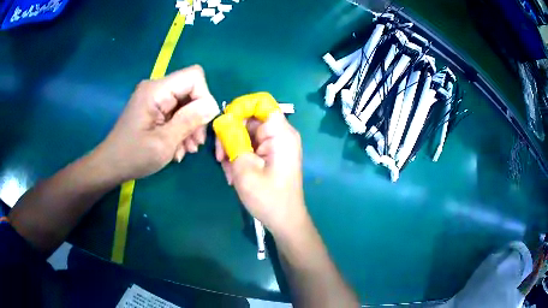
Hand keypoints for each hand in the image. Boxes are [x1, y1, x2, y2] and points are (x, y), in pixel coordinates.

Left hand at [96, 65, 219, 180]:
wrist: (111, 166)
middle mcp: (156, 88)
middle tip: (195, 144)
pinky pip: (175, 112)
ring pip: (185, 103)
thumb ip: (189, 121)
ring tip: (186, 150)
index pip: (194, 77)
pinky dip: (180, 129)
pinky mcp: (153, 108)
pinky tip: (177, 148)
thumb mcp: (164, 142)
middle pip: (190, 91)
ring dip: (189, 126)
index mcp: (156, 90)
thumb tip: (213, 106)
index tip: (202, 123)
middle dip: (197, 116)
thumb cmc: (134, 156)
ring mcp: (154, 98)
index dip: (204, 97)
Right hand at [215, 113, 308, 237]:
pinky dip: (239, 157)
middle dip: (231, 134)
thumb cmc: (268, 198)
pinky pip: (249, 146)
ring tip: (229, 172)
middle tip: (221, 157)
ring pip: (246, 133)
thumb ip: (232, 140)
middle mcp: (279, 134)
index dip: (241, 106)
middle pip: (250, 118)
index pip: (261, 102)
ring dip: (232, 149)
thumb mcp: (244, 169)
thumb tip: (222, 120)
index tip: (225, 124)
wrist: (284, 221)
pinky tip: (234, 175)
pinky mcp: (270, 154)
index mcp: (280, 133)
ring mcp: (274, 144)